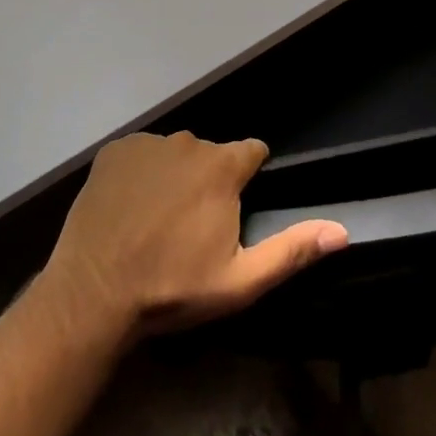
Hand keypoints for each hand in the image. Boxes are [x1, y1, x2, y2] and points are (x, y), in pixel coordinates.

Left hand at [43, 131, 348, 340]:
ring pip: (176, 153)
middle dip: (211, 180)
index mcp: (222, 166)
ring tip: (157, 219)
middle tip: (192, 226)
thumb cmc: (173, 287)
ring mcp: (147, 143)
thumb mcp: (240, 280)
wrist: (93, 294)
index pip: (252, 152)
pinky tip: (130, 207)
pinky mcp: (114, 151)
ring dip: (176, 175)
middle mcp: (188, 141)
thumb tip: (342, 231)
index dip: (249, 178)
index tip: (236, 208)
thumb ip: (292, 250)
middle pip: (212, 154)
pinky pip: (141, 154)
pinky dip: (142, 172)